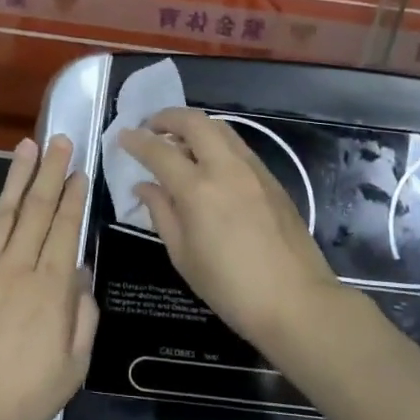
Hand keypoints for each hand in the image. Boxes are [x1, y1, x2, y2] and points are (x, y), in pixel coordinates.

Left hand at [0, 135, 98, 419]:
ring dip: (17, 177)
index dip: (73, 196)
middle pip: (37, 210)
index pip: (65, 229)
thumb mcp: (73, 367)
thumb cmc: (22, 397)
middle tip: (59, 140)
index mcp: (51, 288)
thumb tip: (81, 274)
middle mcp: (18, 266)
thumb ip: (83, 316)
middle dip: (51, 171)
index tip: (79, 170)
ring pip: (3, 212)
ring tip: (27, 146)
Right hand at [119, 108, 340, 342]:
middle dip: (167, 117)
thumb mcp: (183, 255)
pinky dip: (215, 142)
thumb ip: (161, 213)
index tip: (122, 136)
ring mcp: (253, 170)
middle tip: (151, 128)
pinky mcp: (271, 179)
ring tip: (178, 144)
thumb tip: (144, 186)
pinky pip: (237, 146)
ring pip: (220, 128)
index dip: (136, 141)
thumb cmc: (230, 287)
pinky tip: (209, 164)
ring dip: (194, 127)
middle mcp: (226, 168)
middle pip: (194, 122)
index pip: (159, 151)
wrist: (296, 301)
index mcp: (198, 190)